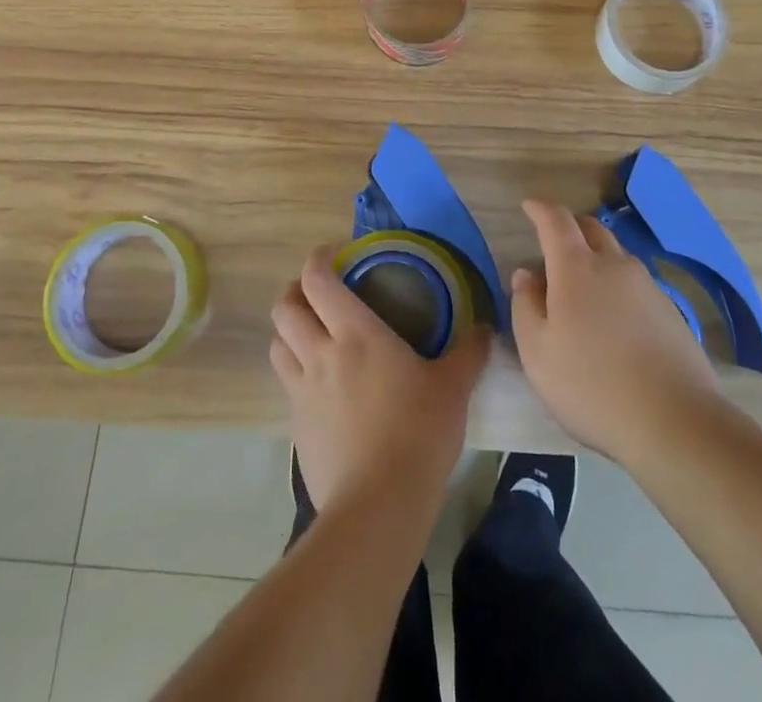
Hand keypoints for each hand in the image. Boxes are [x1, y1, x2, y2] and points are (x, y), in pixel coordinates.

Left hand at [270, 247, 488, 515]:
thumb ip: (468, 353)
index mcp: (355, 333)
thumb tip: (484, 327)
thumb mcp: (453, 388)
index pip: (317, 280)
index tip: (331, 254)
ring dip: (288, 332)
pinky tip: (320, 387)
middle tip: (316, 295)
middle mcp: (320, 353)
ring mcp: (302, 391)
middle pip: (285, 308)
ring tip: (310, 335)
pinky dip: (295, 373)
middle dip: (294, 293)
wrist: (378, 506)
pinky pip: (286, 385)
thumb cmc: (418, 433)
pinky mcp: (296, 427)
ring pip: (277, 345)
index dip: (317, 260)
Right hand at [512, 199, 720, 466]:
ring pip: (616, 255)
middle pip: (591, 229)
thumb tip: (526, 274)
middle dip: (569, 227)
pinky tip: (614, 319)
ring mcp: (647, 286)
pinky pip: (635, 283)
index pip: (556, 220)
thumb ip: (525, 305)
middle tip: (552, 242)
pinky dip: (617, 285)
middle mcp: (614, 265)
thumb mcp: (538, 352)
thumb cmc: (592, 386)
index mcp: (576, 268)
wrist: (675, 422)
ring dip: (595, 257)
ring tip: (582, 286)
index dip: (540, 208)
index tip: (528, 206)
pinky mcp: (670, 310)